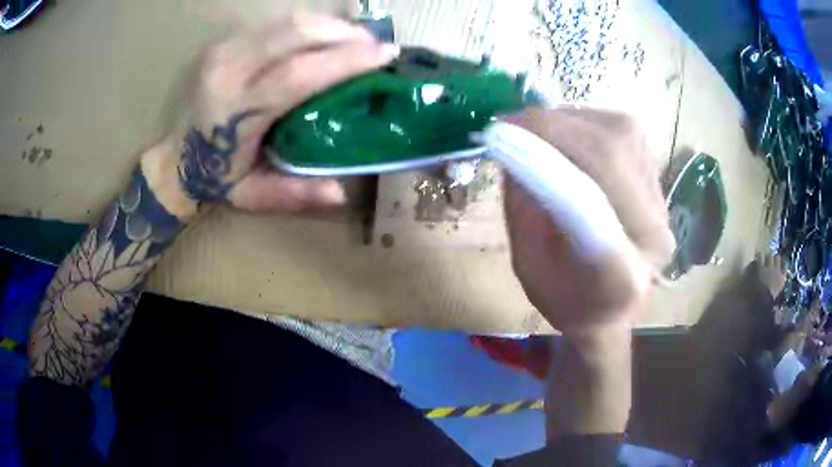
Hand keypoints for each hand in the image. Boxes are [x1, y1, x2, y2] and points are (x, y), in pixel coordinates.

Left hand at [167, 14, 398, 213]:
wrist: (175, 159)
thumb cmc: (216, 178)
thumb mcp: (253, 196)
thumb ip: (295, 194)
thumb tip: (342, 191)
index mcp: (236, 110)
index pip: (298, 73)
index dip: (345, 60)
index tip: (385, 55)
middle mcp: (228, 71)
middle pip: (295, 33)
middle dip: (342, 32)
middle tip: (374, 43)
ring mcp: (223, 51)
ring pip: (286, 21)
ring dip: (327, 24)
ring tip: (355, 36)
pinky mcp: (223, 43)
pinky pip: (274, 23)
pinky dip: (306, 25)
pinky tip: (324, 35)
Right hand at [503, 107, 674, 334]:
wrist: (610, 309)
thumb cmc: (565, 299)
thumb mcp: (528, 265)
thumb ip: (523, 208)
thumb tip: (515, 145)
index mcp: (621, 274)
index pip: (590, 201)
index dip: (545, 158)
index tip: (501, 135)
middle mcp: (654, 233)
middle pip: (613, 152)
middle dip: (555, 126)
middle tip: (510, 122)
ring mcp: (662, 204)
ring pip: (622, 133)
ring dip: (572, 119)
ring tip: (537, 128)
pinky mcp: (659, 183)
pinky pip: (626, 134)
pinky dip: (589, 123)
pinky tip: (568, 134)